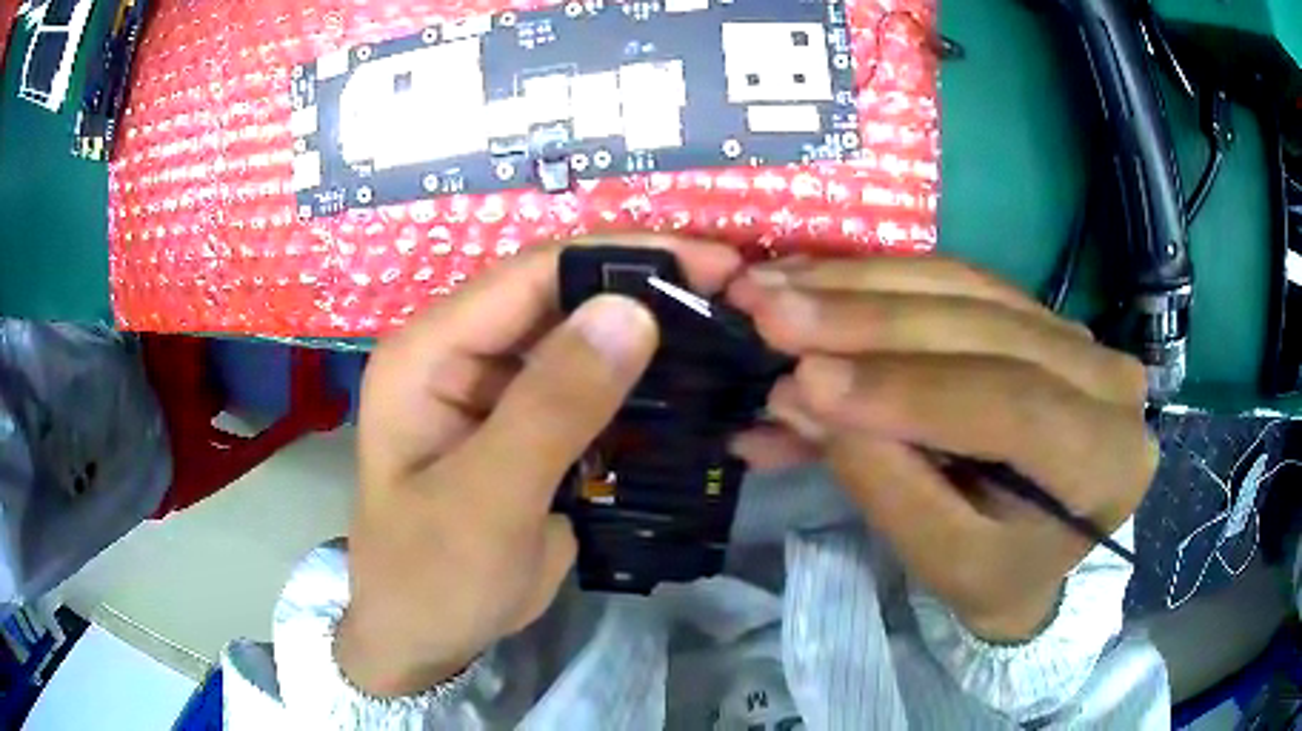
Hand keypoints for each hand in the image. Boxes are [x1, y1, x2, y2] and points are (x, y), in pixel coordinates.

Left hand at [337, 237, 742, 696]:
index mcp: (430, 351)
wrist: (425, 637)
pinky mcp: (531, 423)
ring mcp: (499, 388)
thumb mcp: (487, 500)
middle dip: (647, 288)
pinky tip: (693, 378)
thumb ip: (552, 407)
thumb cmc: (433, 577)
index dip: (623, 258)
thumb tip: (632, 312)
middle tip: (736, 293)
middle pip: (562, 296)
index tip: (714, 263)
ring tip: (729, 327)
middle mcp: (462, 352)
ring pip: (583, 337)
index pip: (532, 274)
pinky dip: (640, 380)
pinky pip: (592, 386)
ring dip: (650, 332)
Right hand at [727, 256, 1156, 640]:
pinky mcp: (1034, 313)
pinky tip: (814, 280)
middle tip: (768, 308)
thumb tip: (800, 396)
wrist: (1035, 553)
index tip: (806, 379)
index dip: (910, 390)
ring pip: (963, 287)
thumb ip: (885, 483)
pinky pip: (955, 279)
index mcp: (1107, 460)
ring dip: (860, 284)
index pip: (1014, 406)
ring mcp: (1074, 334)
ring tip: (774, 285)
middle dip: (868, 318)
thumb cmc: (996, 574)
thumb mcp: (944, 560)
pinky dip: (878, 280)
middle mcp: (1107, 378)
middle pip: (984, 328)